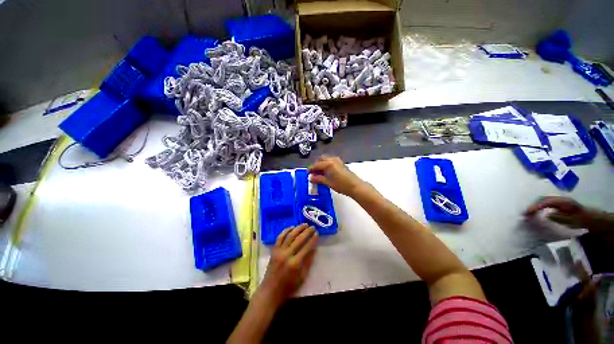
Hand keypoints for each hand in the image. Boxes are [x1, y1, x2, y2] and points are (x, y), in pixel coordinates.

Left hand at [258, 224, 317, 306]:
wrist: (270, 291)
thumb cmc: (288, 287)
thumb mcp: (302, 277)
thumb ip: (308, 262)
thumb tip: (314, 248)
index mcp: (295, 264)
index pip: (306, 247)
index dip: (313, 239)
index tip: (317, 233)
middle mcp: (286, 255)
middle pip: (298, 239)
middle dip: (307, 232)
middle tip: (313, 227)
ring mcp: (279, 251)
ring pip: (289, 235)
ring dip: (298, 228)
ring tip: (305, 224)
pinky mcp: (274, 250)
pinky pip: (280, 237)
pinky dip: (286, 230)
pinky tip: (292, 227)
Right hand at [309, 155, 365, 196]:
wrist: (355, 186)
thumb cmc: (341, 185)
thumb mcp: (328, 183)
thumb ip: (318, 179)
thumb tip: (311, 178)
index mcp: (328, 164)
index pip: (316, 165)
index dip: (311, 169)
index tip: (308, 174)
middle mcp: (332, 159)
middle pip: (320, 159)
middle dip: (316, 165)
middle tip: (313, 173)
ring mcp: (337, 160)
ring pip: (325, 159)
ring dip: (321, 164)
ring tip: (319, 173)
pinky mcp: (340, 163)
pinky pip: (330, 160)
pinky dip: (326, 164)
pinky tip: (326, 172)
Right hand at [525, 196, 592, 228]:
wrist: (589, 217)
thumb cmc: (580, 220)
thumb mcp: (571, 220)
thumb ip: (559, 217)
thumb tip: (546, 215)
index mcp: (563, 201)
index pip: (546, 202)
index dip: (536, 206)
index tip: (528, 212)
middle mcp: (559, 198)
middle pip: (543, 199)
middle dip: (533, 205)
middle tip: (525, 213)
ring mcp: (558, 199)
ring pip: (543, 200)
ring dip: (535, 205)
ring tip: (528, 212)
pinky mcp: (557, 202)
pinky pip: (545, 202)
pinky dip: (539, 205)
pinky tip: (536, 210)